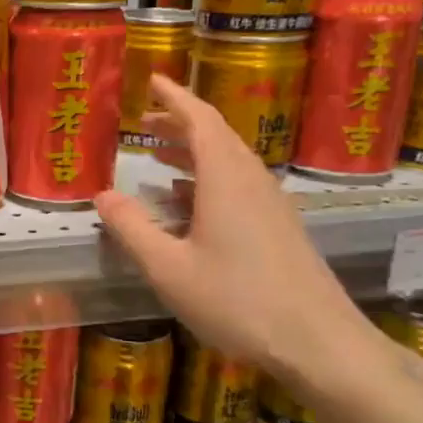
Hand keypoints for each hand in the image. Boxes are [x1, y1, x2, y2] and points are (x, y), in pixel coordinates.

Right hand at [94, 75, 377, 391]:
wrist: (319, 342)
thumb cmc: (237, 301)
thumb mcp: (169, 268)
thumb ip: (132, 229)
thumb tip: (103, 194)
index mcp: (226, 180)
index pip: (200, 120)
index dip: (175, 98)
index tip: (152, 79)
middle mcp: (252, 182)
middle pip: (216, 136)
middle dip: (179, 122)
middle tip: (143, 121)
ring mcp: (271, 205)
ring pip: (229, 161)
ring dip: (193, 150)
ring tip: (158, 155)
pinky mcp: (279, 228)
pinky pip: (239, 185)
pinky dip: (208, 178)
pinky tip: (187, 202)